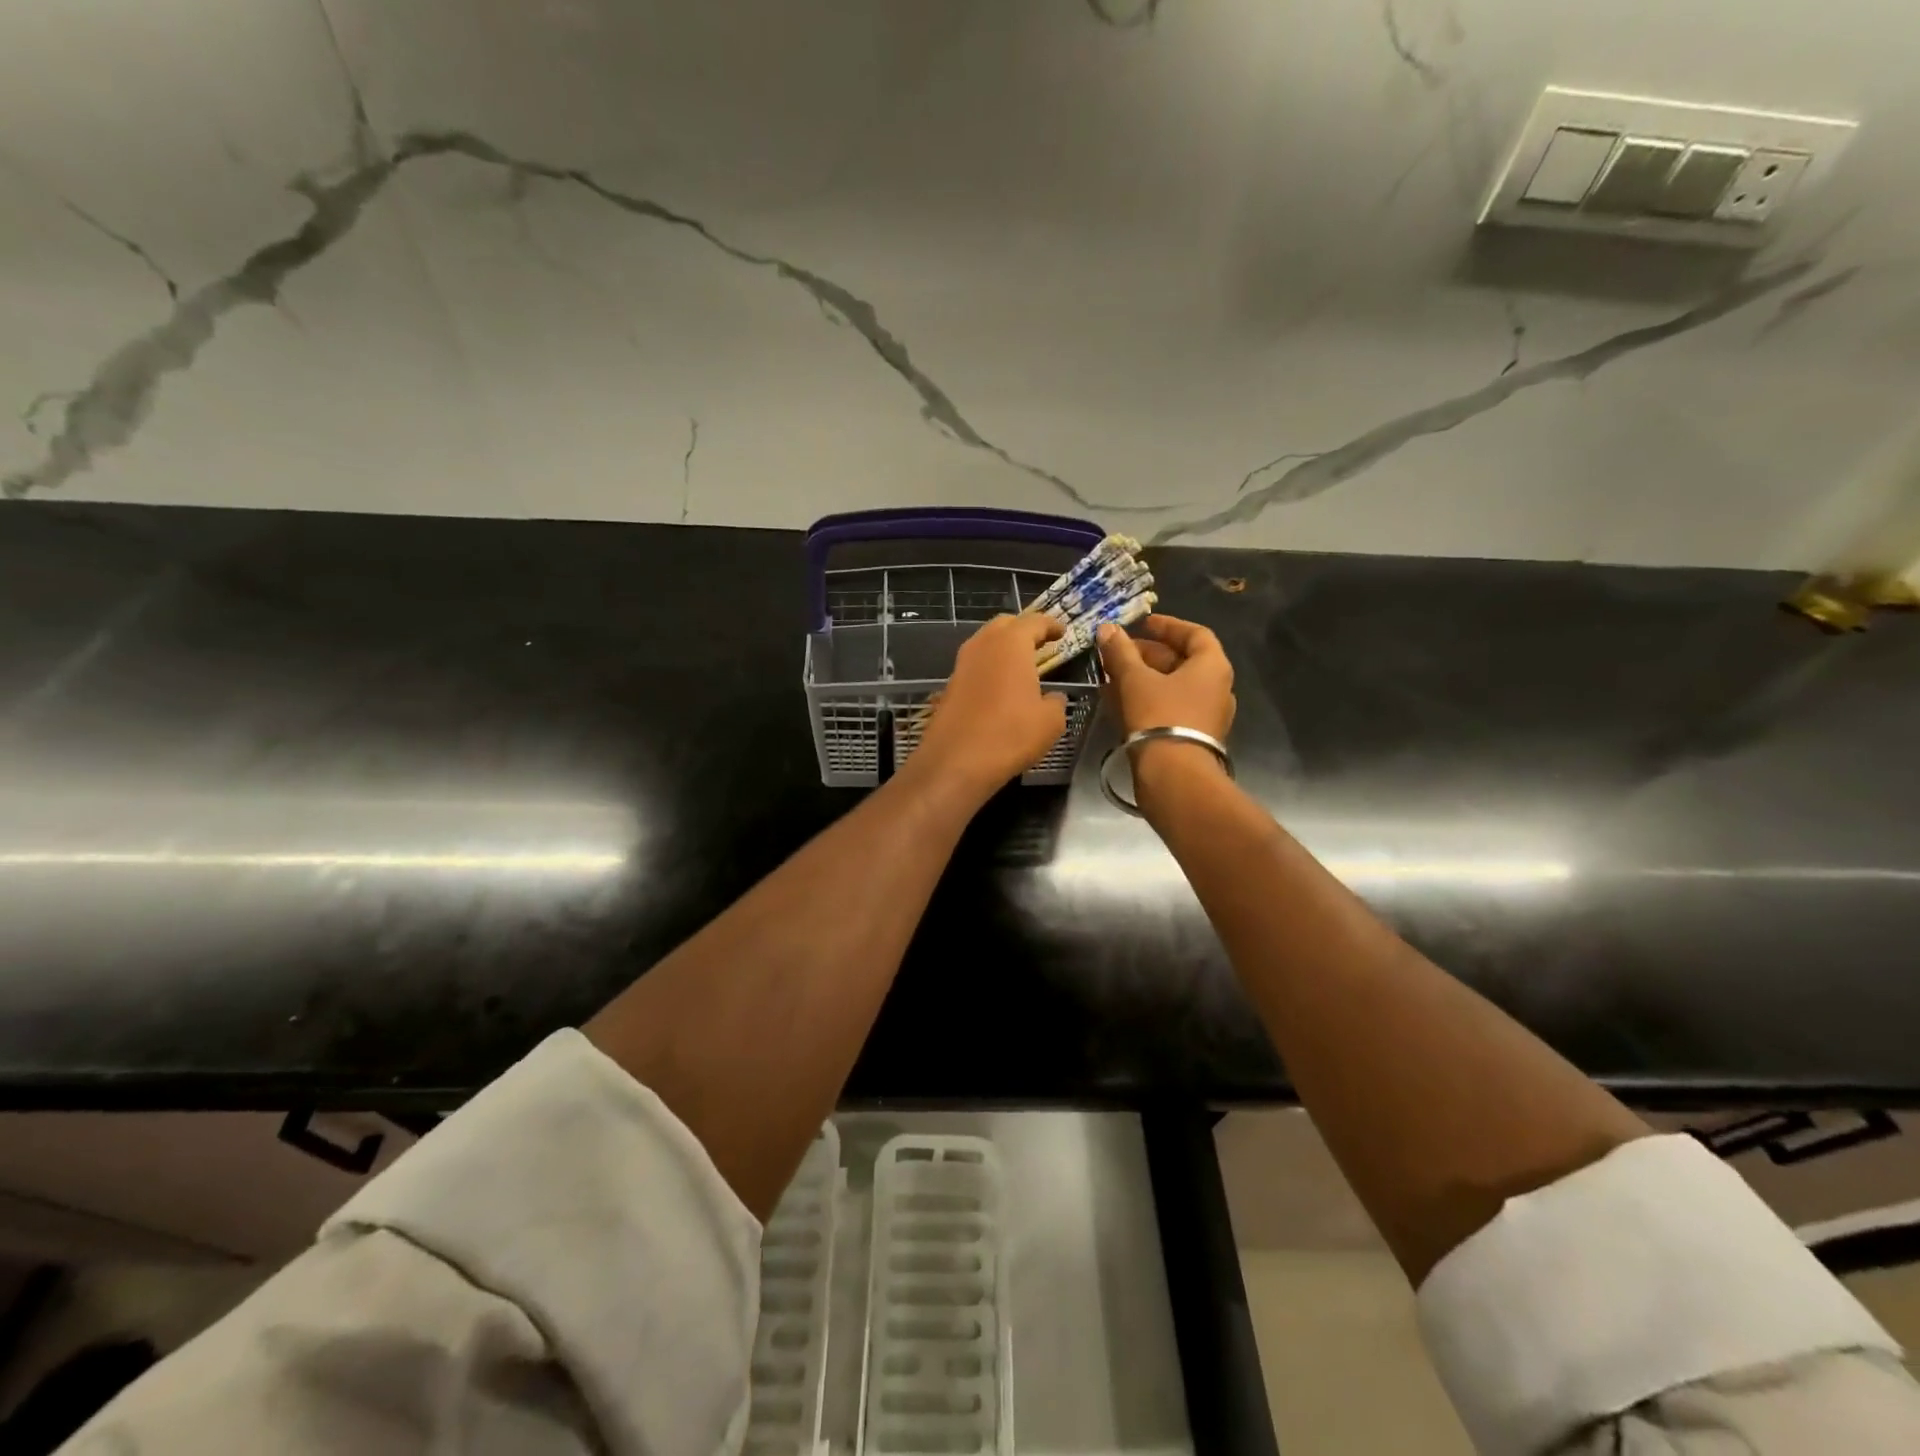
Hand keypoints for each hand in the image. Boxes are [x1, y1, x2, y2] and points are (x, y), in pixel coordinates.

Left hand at [910, 613, 1068, 803]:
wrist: (955, 762)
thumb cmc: (1010, 735)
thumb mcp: (1050, 721)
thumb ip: (1055, 702)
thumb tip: (1053, 698)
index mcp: (1011, 644)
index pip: (1034, 622)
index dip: (1050, 625)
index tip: (1061, 632)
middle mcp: (982, 645)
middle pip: (1004, 624)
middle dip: (1023, 629)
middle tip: (1040, 642)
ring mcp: (961, 664)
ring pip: (985, 643)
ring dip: (1003, 647)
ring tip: (1020, 663)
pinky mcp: (949, 685)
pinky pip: (974, 665)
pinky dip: (989, 667)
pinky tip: (999, 686)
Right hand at [1097, 615, 1235, 802]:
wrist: (1174, 776)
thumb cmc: (1159, 716)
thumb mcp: (1134, 679)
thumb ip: (1120, 652)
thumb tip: (1107, 629)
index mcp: (1212, 667)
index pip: (1195, 634)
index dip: (1167, 626)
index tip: (1142, 623)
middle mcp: (1217, 688)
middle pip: (1182, 661)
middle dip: (1148, 654)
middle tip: (1119, 652)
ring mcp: (1208, 715)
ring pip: (1174, 686)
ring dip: (1145, 678)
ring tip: (1113, 676)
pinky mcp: (1194, 737)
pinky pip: (1171, 708)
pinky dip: (1148, 699)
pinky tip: (1120, 702)